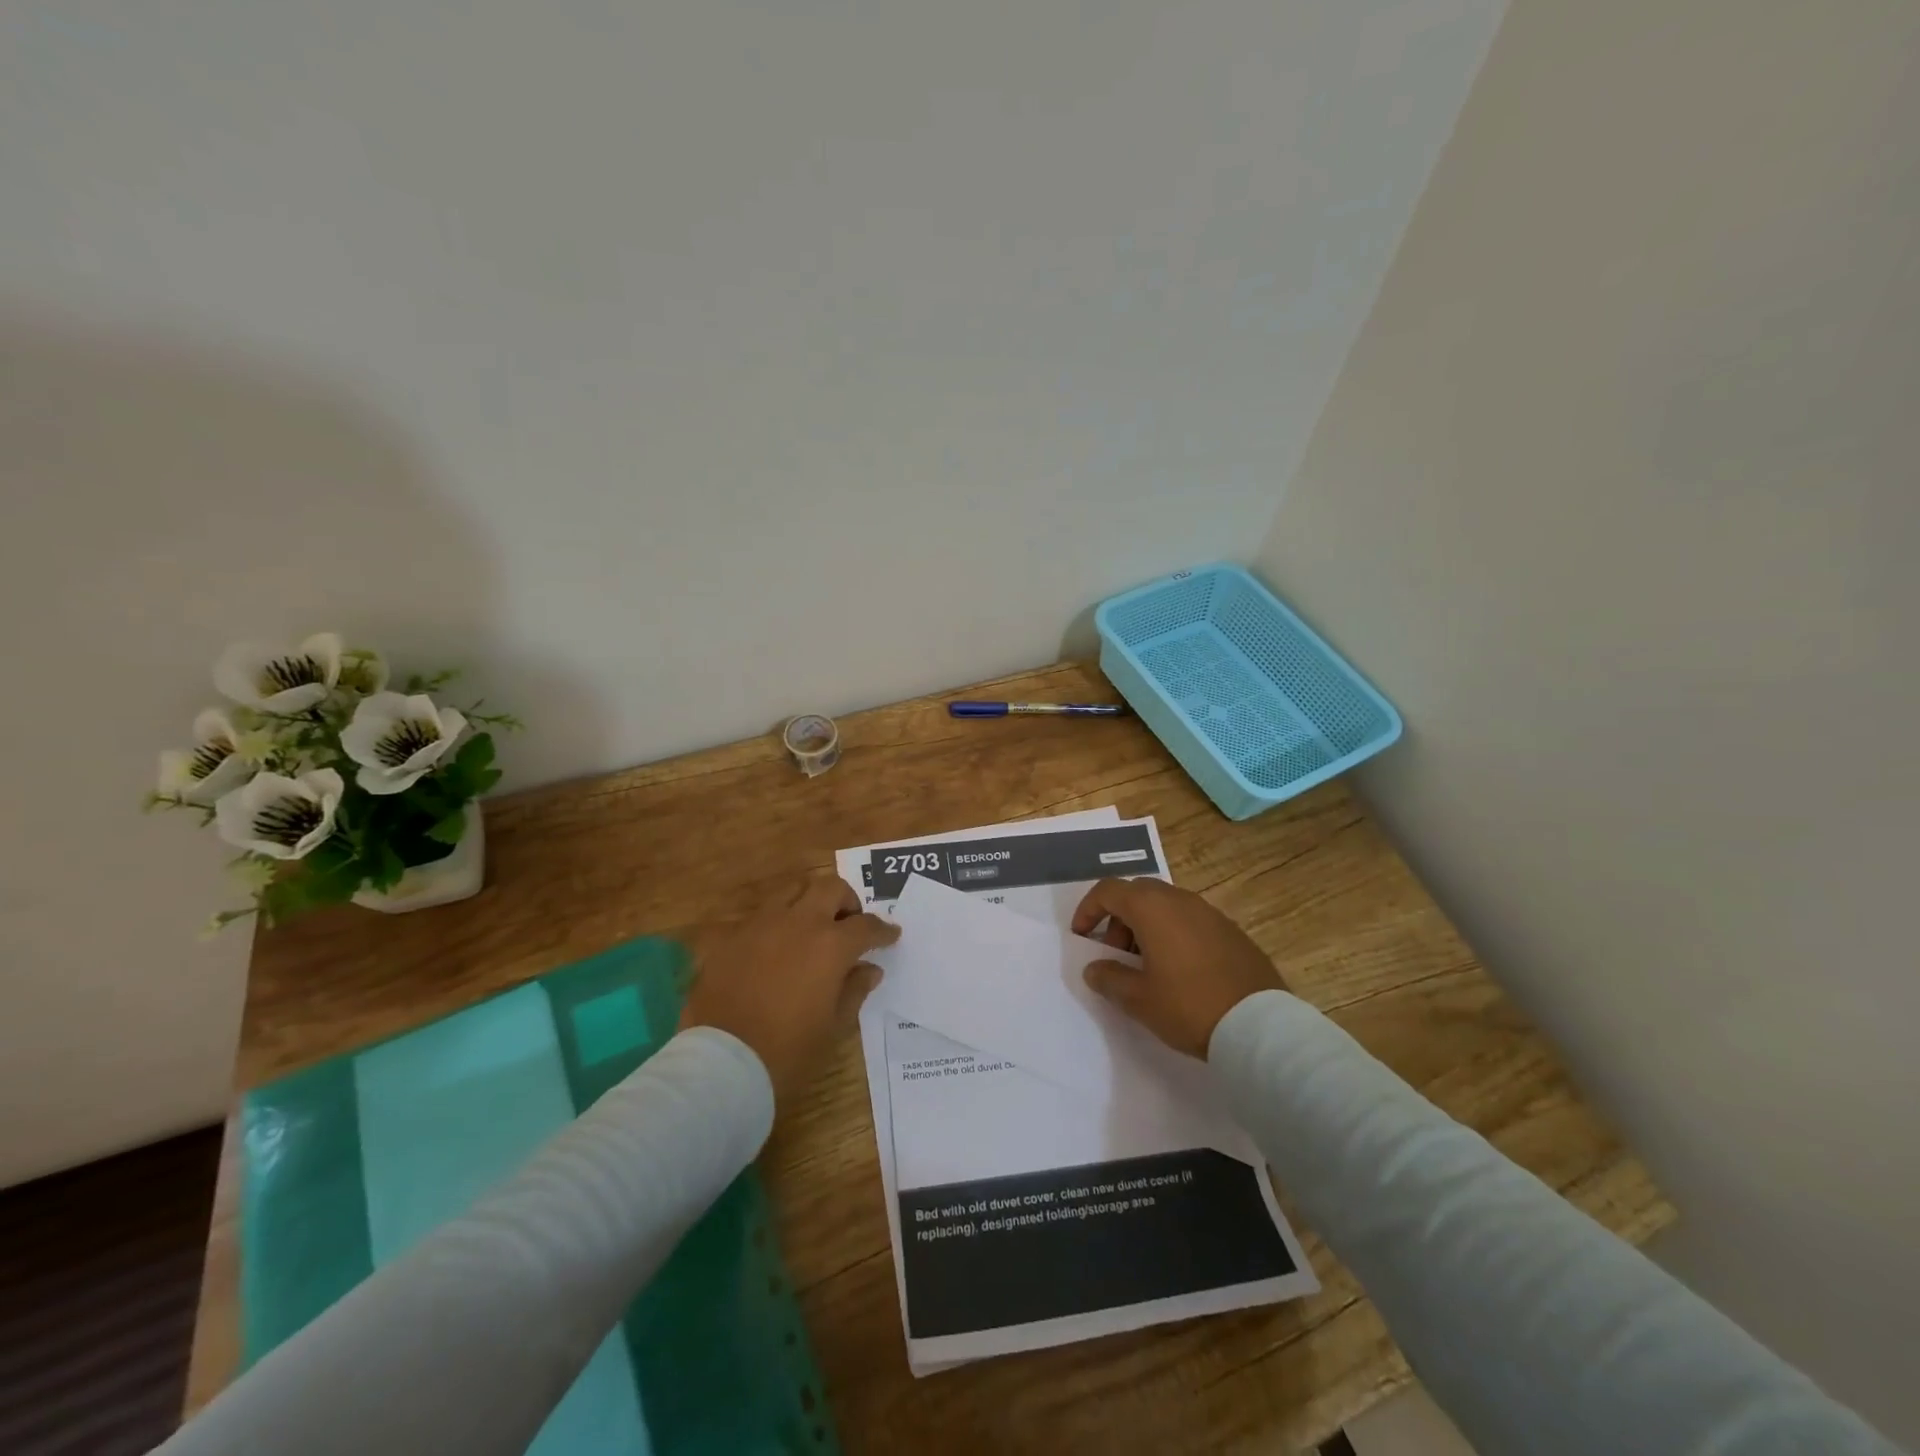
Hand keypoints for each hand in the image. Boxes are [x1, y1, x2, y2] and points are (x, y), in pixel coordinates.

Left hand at [680, 876, 898, 1100]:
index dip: (883, 930)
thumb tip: (868, 969)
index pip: (866, 925)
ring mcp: (761, 925)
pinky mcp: (731, 936)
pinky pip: (760, 916)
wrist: (721, 1064)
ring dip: (809, 901)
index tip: (891, 935)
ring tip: (811, 927)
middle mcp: (798, 923)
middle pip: (830, 888)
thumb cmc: (787, 1052)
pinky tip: (775, 949)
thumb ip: (854, 991)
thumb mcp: (832, 1027)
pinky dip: (776, 923)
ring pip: (792, 890)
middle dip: (846, 901)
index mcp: (830, 945)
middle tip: (849, 924)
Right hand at [1071, 878, 1282, 1059]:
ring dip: (1146, 926)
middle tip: (1115, 954)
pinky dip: (1173, 933)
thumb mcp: (1138, 999)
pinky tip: (1179, 970)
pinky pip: (1190, 920)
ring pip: (1165, 905)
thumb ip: (1109, 978)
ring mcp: (1209, 912)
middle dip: (1118, 918)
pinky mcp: (1231, 930)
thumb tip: (1094, 968)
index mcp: (1152, 908)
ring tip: (1146, 966)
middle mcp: (1179, 899)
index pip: (1108, 890)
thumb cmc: (1189, 1006)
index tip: (1082, 936)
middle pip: (1137, 893)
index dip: (1088, 909)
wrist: (1259, 1025)